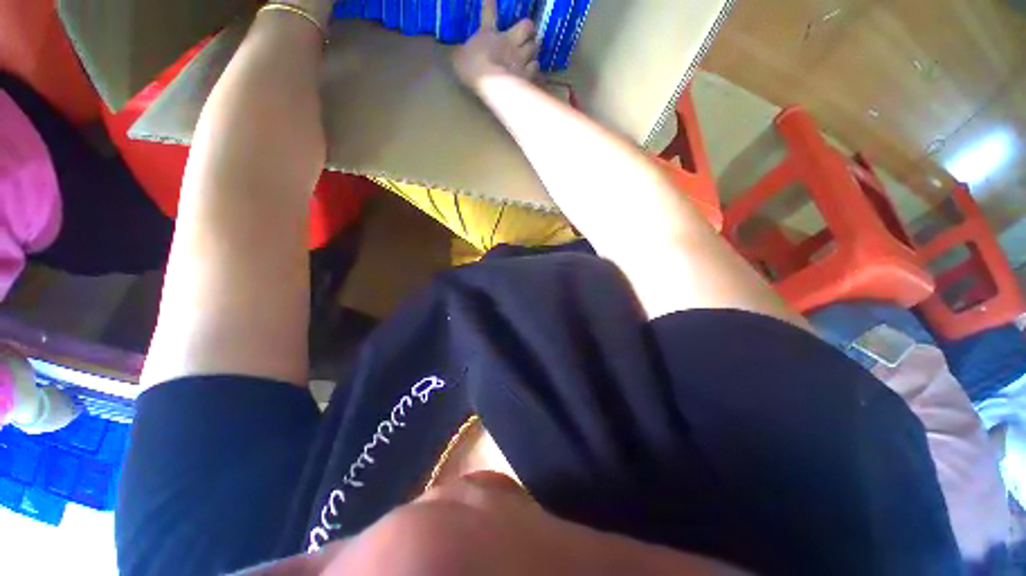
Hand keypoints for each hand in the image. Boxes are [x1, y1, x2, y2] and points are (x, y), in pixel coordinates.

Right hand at [452, 0, 540, 91]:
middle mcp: (508, 42)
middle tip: (527, 33)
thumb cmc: (472, 68)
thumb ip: (461, 54)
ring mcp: (520, 57)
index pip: (489, 13)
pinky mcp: (526, 73)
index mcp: (489, 34)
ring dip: (533, 49)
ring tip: (531, 54)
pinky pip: (535, 67)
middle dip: (528, 29)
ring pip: (534, 46)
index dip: (489, 4)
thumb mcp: (459, 59)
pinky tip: (532, 71)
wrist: (491, 82)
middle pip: (526, 26)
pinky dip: (534, 68)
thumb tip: (456, 54)